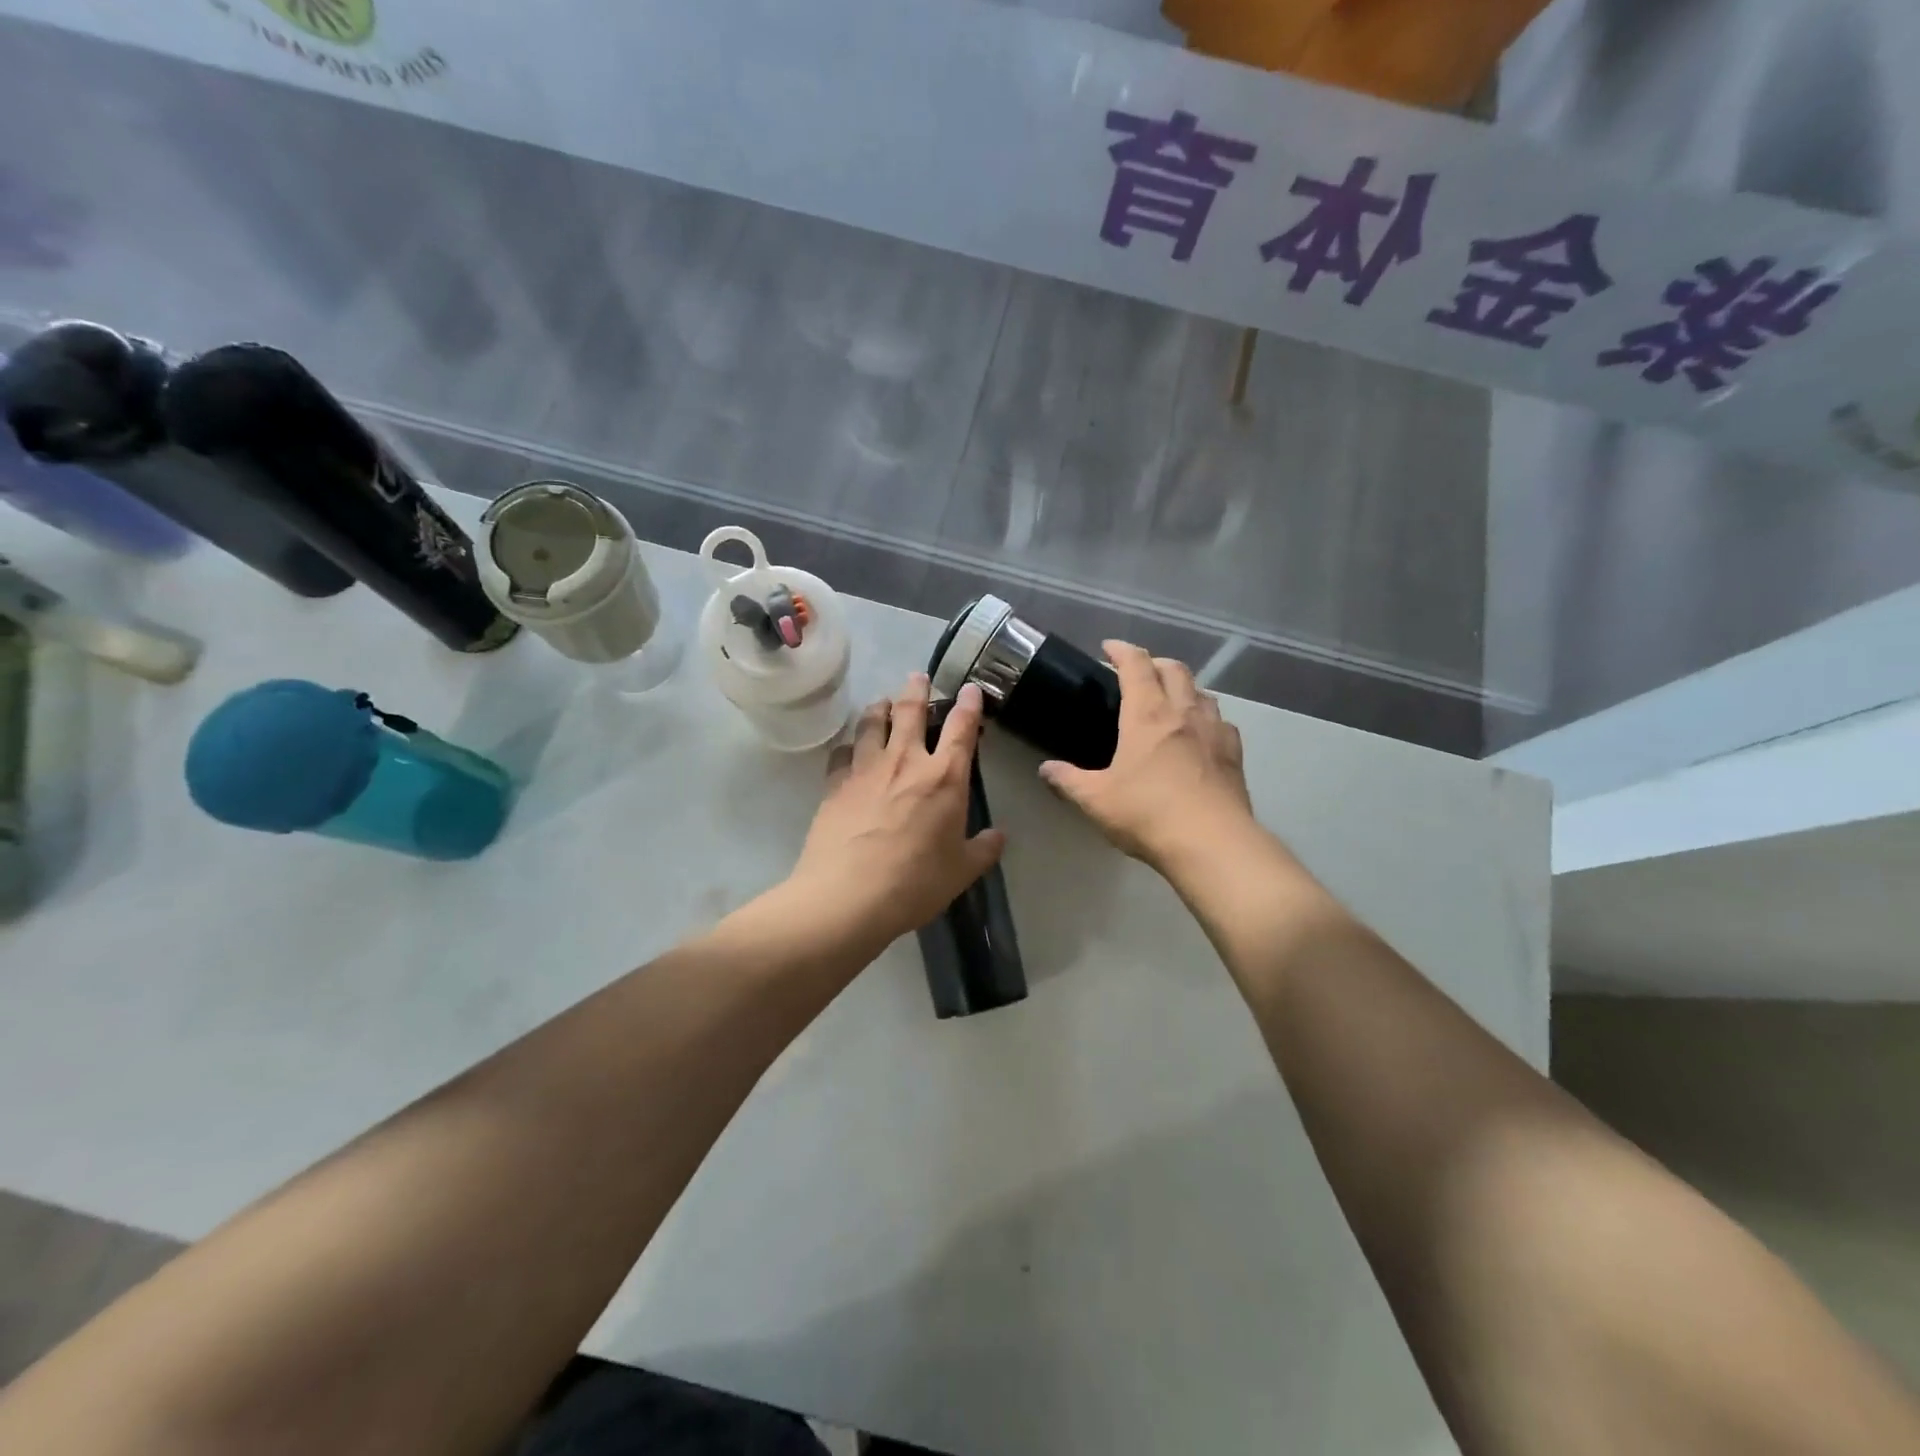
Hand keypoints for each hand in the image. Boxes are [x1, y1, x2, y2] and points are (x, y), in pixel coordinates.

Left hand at [787, 675, 1006, 946]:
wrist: (848, 896)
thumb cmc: (915, 882)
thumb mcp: (961, 871)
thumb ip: (983, 849)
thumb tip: (999, 836)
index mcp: (944, 777)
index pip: (961, 727)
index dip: (968, 704)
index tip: (970, 688)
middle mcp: (905, 761)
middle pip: (910, 711)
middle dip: (917, 690)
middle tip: (918, 677)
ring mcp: (866, 769)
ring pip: (872, 723)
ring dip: (879, 708)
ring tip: (882, 703)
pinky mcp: (835, 783)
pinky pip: (842, 753)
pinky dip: (849, 746)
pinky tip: (849, 750)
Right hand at [1039, 642, 1256, 873]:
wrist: (1211, 843)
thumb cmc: (1147, 813)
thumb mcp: (1096, 799)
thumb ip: (1068, 780)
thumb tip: (1046, 769)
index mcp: (1147, 714)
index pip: (1136, 665)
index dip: (1121, 650)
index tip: (1109, 647)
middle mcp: (1183, 712)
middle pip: (1174, 669)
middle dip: (1154, 663)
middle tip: (1139, 673)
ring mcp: (1214, 731)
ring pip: (1202, 692)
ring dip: (1184, 687)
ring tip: (1170, 701)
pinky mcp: (1234, 754)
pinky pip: (1221, 722)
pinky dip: (1207, 718)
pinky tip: (1201, 735)